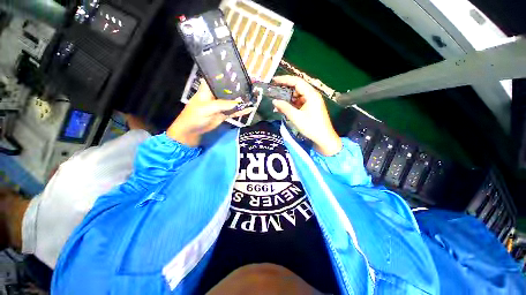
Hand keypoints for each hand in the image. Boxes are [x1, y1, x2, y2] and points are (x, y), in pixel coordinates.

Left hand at [167, 81, 253, 146]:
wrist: (192, 130)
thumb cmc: (195, 115)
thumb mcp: (207, 108)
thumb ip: (222, 104)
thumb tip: (238, 103)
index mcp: (209, 88)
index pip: (219, 77)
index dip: (229, 74)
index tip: (241, 71)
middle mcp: (216, 94)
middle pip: (229, 88)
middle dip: (240, 87)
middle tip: (252, 84)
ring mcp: (221, 105)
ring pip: (233, 100)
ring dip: (242, 99)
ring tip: (254, 96)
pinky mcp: (225, 114)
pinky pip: (235, 111)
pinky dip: (242, 111)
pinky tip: (250, 109)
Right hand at [272, 75, 341, 155]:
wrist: (324, 138)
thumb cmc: (311, 127)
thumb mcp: (296, 117)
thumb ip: (284, 107)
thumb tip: (274, 101)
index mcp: (311, 94)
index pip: (297, 82)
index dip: (285, 79)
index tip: (274, 81)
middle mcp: (313, 95)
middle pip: (297, 87)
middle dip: (285, 89)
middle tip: (274, 91)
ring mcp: (312, 101)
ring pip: (298, 95)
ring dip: (288, 98)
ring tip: (278, 103)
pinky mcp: (311, 107)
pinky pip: (300, 102)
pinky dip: (292, 104)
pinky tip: (284, 109)